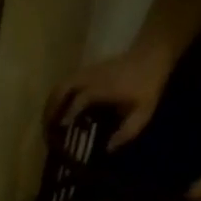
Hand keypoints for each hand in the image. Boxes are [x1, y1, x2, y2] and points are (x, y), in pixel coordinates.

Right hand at [44, 48, 174, 150]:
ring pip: (61, 85)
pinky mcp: (88, 71)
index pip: (79, 100)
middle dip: (51, 109)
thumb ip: (127, 131)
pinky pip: (66, 83)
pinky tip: (59, 110)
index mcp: (103, 87)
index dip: (68, 115)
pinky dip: (58, 97)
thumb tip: (108, 149)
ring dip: (51, 103)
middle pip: (62, 89)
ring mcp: (88, 72)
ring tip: (48, 122)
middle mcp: (92, 77)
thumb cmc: (149, 83)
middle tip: (46, 129)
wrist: (154, 52)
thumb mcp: (144, 110)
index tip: (60, 131)